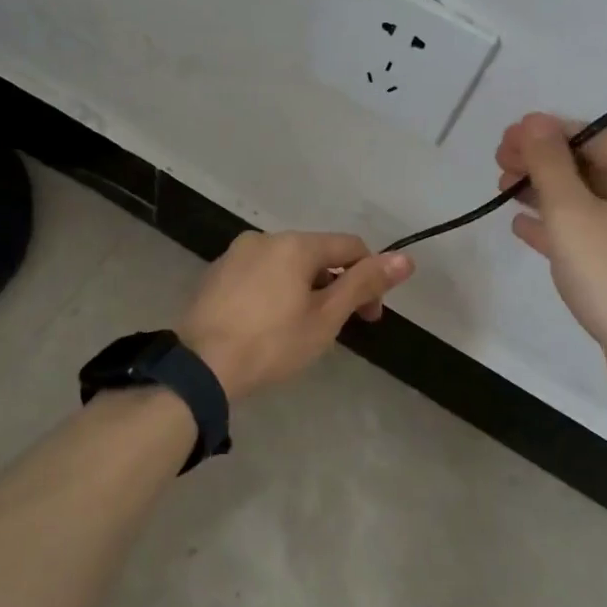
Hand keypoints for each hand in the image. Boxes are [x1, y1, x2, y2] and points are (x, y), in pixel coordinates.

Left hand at [176, 232, 414, 400]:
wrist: (200, 367)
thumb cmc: (272, 344)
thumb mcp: (325, 318)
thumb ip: (364, 284)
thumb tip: (406, 258)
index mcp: (294, 244)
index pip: (349, 247)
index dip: (370, 278)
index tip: (369, 317)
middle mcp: (264, 238)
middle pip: (316, 255)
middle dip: (335, 286)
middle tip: (336, 329)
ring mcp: (235, 255)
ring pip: (286, 266)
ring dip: (304, 290)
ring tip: (300, 331)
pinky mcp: (215, 275)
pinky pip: (258, 275)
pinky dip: (274, 293)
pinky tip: (267, 325)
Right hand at [496, 113, 606, 402]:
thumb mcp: (572, 212)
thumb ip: (549, 164)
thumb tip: (534, 122)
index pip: (596, 137)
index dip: (549, 133)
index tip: (508, 138)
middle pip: (592, 167)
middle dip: (543, 162)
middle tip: (500, 164)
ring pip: (590, 202)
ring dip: (546, 193)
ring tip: (504, 191)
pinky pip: (592, 234)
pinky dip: (559, 226)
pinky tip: (524, 227)